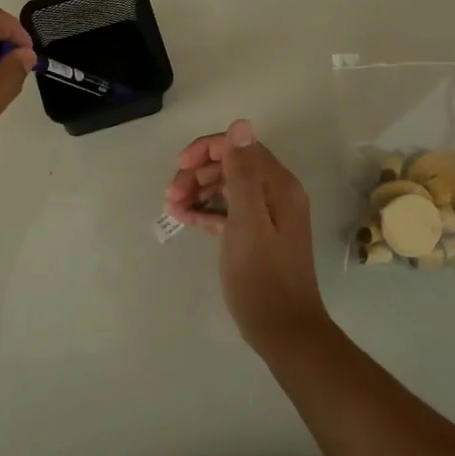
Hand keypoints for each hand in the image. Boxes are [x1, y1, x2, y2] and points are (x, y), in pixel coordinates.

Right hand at [166, 120, 329, 354]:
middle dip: (198, 173)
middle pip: (232, 165)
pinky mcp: (258, 236)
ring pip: (227, 188)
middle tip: (170, 194)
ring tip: (172, 208)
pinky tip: (184, 220)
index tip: (178, 166)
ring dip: (198, 191)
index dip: (206, 150)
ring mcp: (268, 216)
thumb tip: (241, 125)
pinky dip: (207, 211)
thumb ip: (242, 173)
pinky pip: (229, 211)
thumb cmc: (262, 276)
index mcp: (278, 185)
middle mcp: (276, 193)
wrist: (284, 330)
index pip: (240, 147)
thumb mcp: (247, 221)